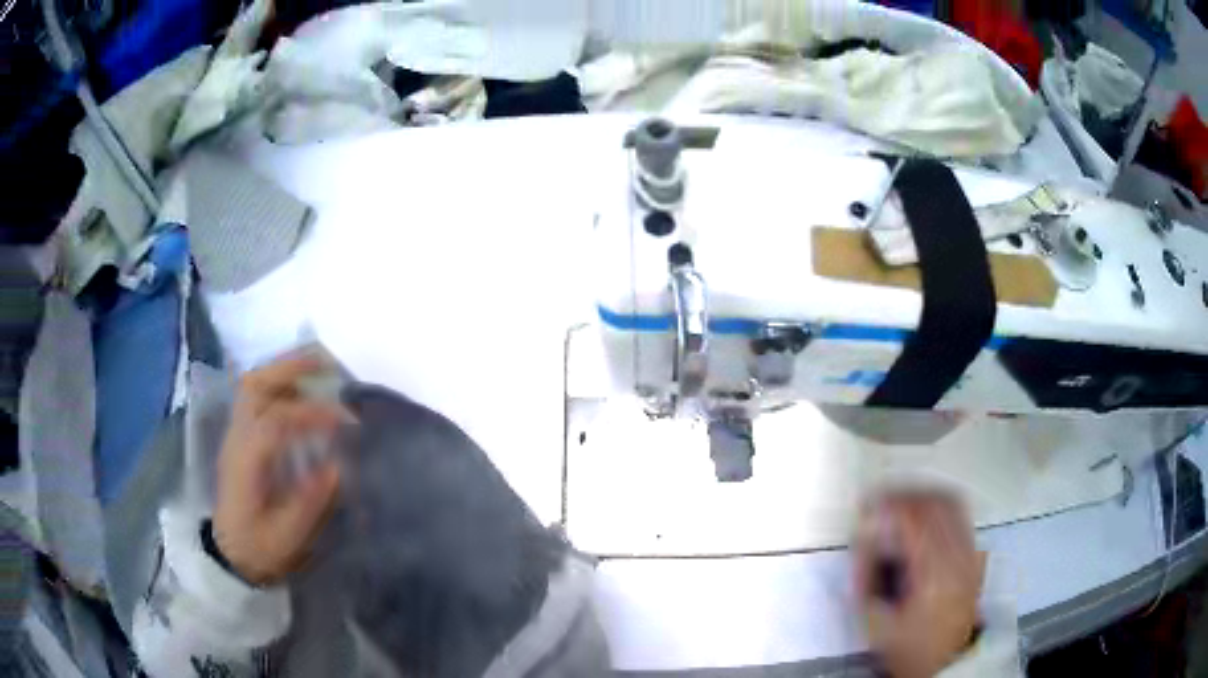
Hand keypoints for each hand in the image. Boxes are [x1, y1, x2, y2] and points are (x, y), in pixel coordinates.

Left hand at [213, 352, 350, 585]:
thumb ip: (308, 503)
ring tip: (318, 369)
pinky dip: (279, 384)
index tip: (345, 421)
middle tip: (328, 364)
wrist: (229, 553)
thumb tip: (337, 467)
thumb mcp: (285, 538)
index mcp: (245, 463)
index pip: (274, 421)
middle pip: (255, 386)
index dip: (311, 415)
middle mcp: (236, 438)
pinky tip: (302, 391)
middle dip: (290, 368)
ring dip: (284, 371)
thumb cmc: (258, 547)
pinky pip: (255, 396)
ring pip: (252, 385)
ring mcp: (235, 433)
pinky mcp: (240, 436)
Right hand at [854, 490, 985, 677]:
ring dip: (919, 496)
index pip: (914, 519)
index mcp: (933, 574)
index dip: (887, 506)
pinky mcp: (974, 552)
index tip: (865, 508)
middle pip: (934, 503)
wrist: (947, 661)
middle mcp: (958, 555)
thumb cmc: (909, 647)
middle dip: (901, 496)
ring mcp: (970, 551)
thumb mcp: (877, 622)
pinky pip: (958, 512)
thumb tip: (863, 538)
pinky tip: (920, 513)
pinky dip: (936, 503)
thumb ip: (867, 578)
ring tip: (896, 504)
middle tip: (877, 503)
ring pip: (949, 502)